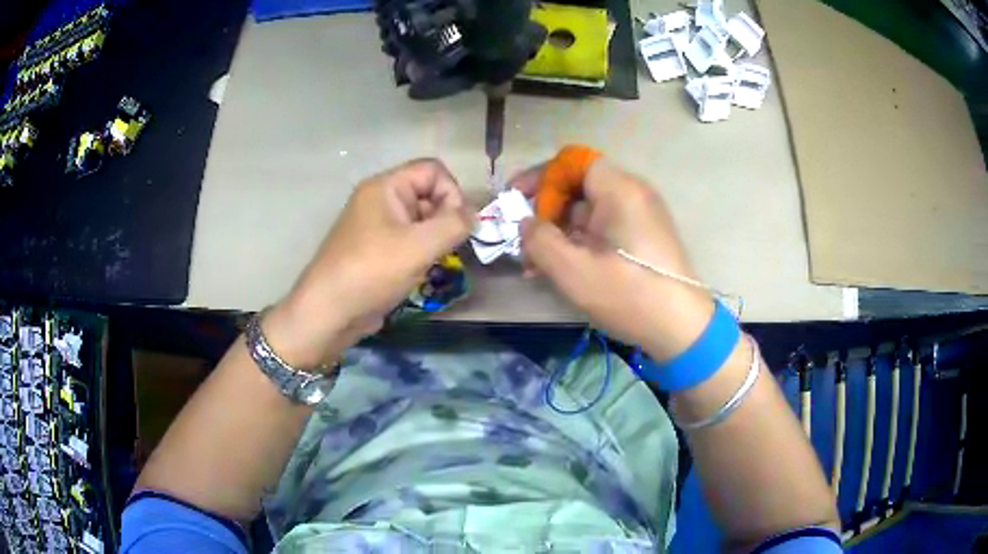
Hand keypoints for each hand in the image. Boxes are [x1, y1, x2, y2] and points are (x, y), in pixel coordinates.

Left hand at [263, 159, 472, 367]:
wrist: (328, 312)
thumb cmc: (372, 271)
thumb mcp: (419, 246)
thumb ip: (454, 225)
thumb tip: (475, 216)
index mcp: (385, 186)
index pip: (433, 170)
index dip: (453, 192)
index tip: (458, 225)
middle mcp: (380, 200)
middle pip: (427, 193)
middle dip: (445, 218)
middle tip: (448, 247)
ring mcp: (376, 226)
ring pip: (420, 219)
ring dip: (434, 238)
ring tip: (432, 262)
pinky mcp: (375, 249)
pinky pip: (408, 239)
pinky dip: (420, 252)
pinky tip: (419, 272)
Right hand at [515, 159, 713, 360]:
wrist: (682, 328)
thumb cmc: (629, 294)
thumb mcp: (573, 271)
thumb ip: (538, 240)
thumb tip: (525, 223)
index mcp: (619, 189)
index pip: (571, 161)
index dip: (539, 176)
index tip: (515, 200)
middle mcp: (632, 193)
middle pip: (578, 185)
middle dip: (544, 210)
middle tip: (522, 241)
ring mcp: (639, 215)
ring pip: (588, 210)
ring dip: (559, 231)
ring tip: (535, 264)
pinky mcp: (642, 236)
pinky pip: (603, 227)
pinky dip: (579, 241)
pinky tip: (562, 268)